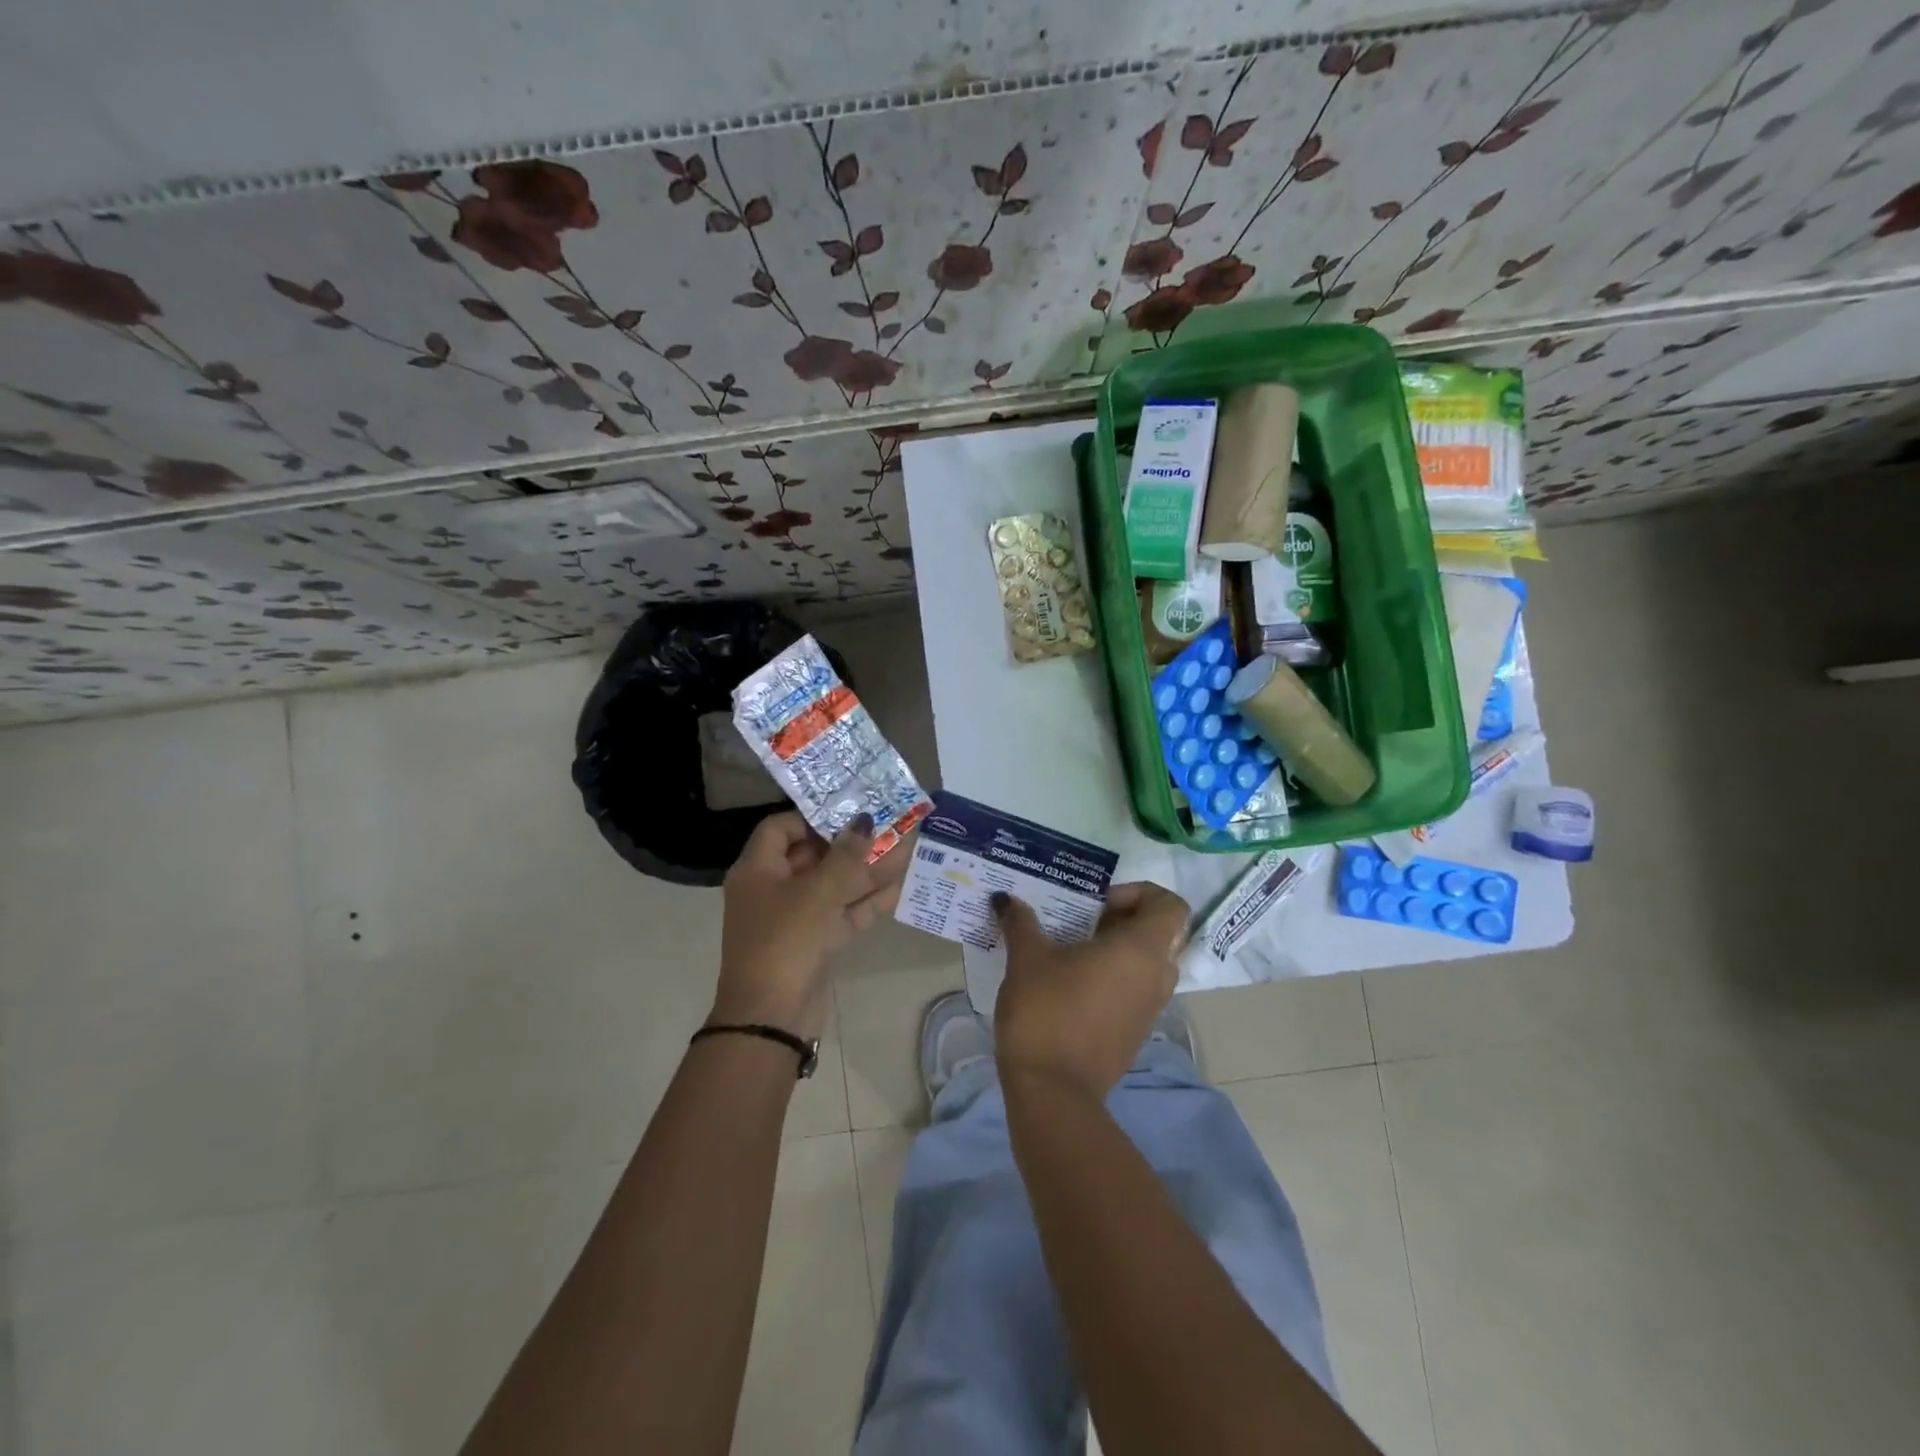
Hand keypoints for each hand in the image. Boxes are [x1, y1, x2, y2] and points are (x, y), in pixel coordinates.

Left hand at [713, 812, 905, 1037]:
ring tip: (907, 852)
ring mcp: (794, 919)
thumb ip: (846, 855)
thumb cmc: (785, 941)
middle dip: (851, 844)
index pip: (781, 828)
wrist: (771, 1019)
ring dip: (867, 872)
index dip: (813, 817)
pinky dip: (866, 901)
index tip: (849, 812)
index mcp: (758, 870)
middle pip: (813, 856)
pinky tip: (899, 886)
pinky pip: (841, 913)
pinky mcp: (814, 943)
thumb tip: (864, 820)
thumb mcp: (818, 893)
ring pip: (833, 887)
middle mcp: (772, 889)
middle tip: (888, 828)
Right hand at [992, 881, 1190, 1099]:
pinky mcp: (1135, 1034)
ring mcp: (1149, 1009)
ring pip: (1146, 964)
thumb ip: (1021, 921)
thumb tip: (1004, 899)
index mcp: (1141, 950)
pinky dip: (1113, 979)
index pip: (1171, 905)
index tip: (1099, 904)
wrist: (1052, 1092)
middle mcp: (1156, 977)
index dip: (1140, 893)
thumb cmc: (1046, 1011)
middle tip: (1081, 922)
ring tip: (1071, 951)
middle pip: (1157, 933)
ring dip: (1116, 950)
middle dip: (1121, 920)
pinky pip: (1134, 991)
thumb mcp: (1027, 957)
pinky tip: (1070, 985)